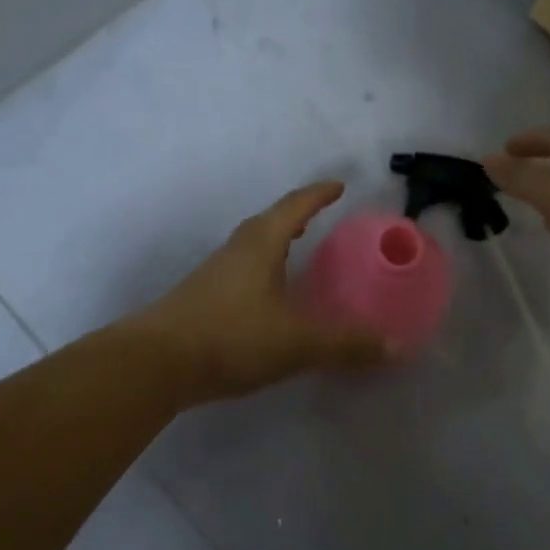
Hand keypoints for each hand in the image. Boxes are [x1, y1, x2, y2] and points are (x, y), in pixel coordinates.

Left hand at [135, 181, 387, 403]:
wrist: (155, 363)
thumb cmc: (231, 336)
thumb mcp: (297, 342)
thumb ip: (345, 344)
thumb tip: (394, 346)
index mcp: (261, 243)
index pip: (295, 206)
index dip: (318, 195)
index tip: (338, 186)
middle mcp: (237, 249)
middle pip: (271, 222)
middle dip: (297, 216)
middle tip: (320, 218)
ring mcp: (214, 273)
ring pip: (253, 246)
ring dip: (277, 243)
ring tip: (297, 253)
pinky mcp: (201, 298)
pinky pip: (241, 270)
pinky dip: (262, 270)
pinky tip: (268, 296)